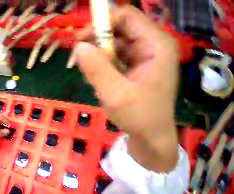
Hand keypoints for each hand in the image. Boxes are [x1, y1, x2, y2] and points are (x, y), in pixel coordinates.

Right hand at [75, 6, 178, 171]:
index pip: (126, 17)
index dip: (101, 22)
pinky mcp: (134, 68)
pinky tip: (96, 80)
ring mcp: (143, 57)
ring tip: (88, 75)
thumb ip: (96, 69)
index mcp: (156, 45)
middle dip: (96, 42)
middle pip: (119, 30)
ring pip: (114, 46)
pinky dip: (101, 67)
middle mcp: (151, 45)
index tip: (79, 40)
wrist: (150, 135)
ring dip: (97, 58)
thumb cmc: (138, 116)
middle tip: (77, 59)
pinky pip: (114, 59)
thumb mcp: (114, 93)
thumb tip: (78, 48)